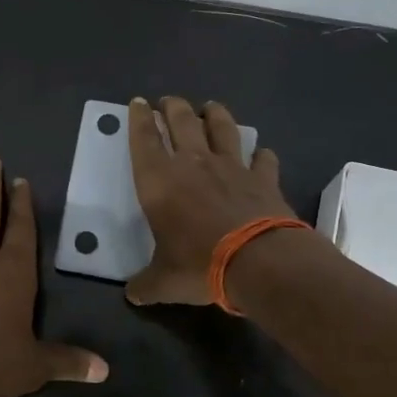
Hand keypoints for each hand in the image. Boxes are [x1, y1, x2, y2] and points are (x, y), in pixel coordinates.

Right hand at [126, 96, 295, 305]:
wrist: (259, 261)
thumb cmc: (199, 265)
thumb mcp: (164, 281)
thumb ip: (146, 284)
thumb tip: (133, 295)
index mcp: (159, 181)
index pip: (143, 140)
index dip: (138, 119)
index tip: (137, 103)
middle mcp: (194, 164)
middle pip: (182, 121)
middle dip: (173, 107)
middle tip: (169, 101)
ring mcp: (232, 167)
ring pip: (222, 128)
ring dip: (215, 114)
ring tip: (211, 107)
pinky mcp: (263, 178)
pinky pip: (263, 158)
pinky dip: (261, 154)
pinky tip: (262, 153)